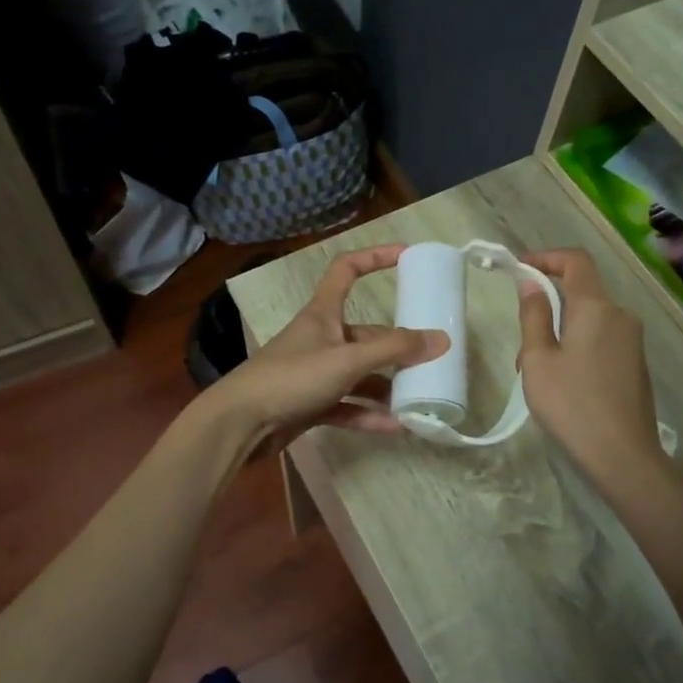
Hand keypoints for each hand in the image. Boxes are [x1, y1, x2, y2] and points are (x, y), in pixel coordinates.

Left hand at [204, 244, 447, 455]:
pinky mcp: (311, 404)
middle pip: (367, 335)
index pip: (347, 270)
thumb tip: (441, 340)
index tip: (406, 256)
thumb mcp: (347, 360)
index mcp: (323, 313)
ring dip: (387, 386)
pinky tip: (395, 426)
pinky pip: (348, 406)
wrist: (241, 423)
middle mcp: (321, 338)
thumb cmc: (292, 377)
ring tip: (419, 399)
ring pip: (360, 374)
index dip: (374, 258)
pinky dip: (369, 414)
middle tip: (432, 359)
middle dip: (397, 348)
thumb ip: (394, 350)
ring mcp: (316, 373)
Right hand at [516, 248, 664, 484]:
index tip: (518, 269)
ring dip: (559, 331)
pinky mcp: (635, 363)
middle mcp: (621, 316)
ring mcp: (632, 341)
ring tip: (536, 372)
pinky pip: (601, 339)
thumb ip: (534, 315)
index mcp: (596, 308)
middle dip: (547, 305)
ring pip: (589, 319)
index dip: (546, 257)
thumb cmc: (572, 404)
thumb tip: (530, 282)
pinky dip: (577, 346)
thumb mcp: (538, 359)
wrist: (623, 455)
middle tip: (520, 341)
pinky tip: (562, 383)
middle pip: (581, 292)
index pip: (575, 261)